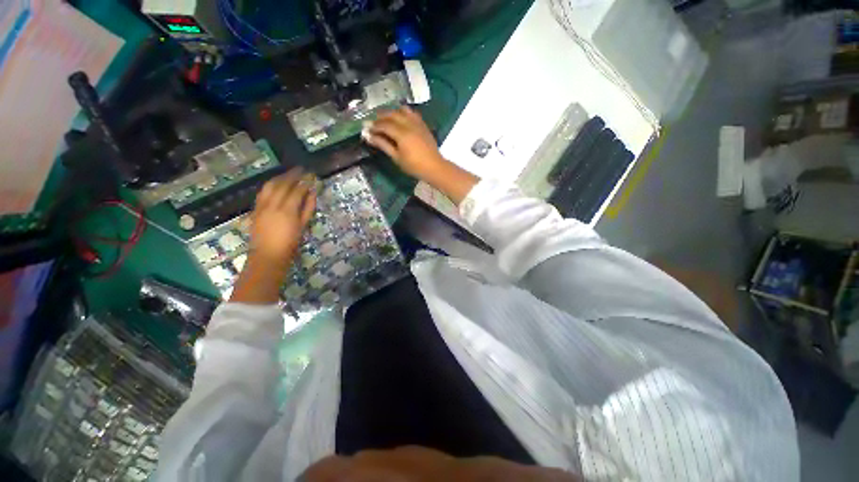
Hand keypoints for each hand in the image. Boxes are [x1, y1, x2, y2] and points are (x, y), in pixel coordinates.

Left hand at [250, 167, 316, 266]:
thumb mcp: (303, 225)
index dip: (305, 182)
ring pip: (270, 185)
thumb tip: (312, 193)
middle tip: (300, 170)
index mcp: (288, 210)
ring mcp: (262, 205)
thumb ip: (308, 208)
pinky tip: (275, 183)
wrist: (268, 254)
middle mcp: (273, 204)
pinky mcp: (255, 208)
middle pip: (283, 184)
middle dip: (292, 175)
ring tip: (288, 174)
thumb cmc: (290, 242)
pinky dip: (270, 185)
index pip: (297, 190)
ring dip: (280, 177)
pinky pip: (263, 192)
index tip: (311, 176)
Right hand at [365, 107, 446, 179]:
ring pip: (402, 110)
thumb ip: (383, 145)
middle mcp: (409, 124)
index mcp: (401, 134)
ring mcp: (417, 123)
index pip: (384, 124)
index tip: (367, 129)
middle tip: (374, 123)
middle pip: (392, 114)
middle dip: (381, 117)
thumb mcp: (396, 158)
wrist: (434, 167)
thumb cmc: (414, 166)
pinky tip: (400, 119)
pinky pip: (412, 113)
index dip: (374, 126)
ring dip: (392, 112)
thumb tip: (369, 137)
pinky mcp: (423, 125)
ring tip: (386, 119)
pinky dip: (403, 113)